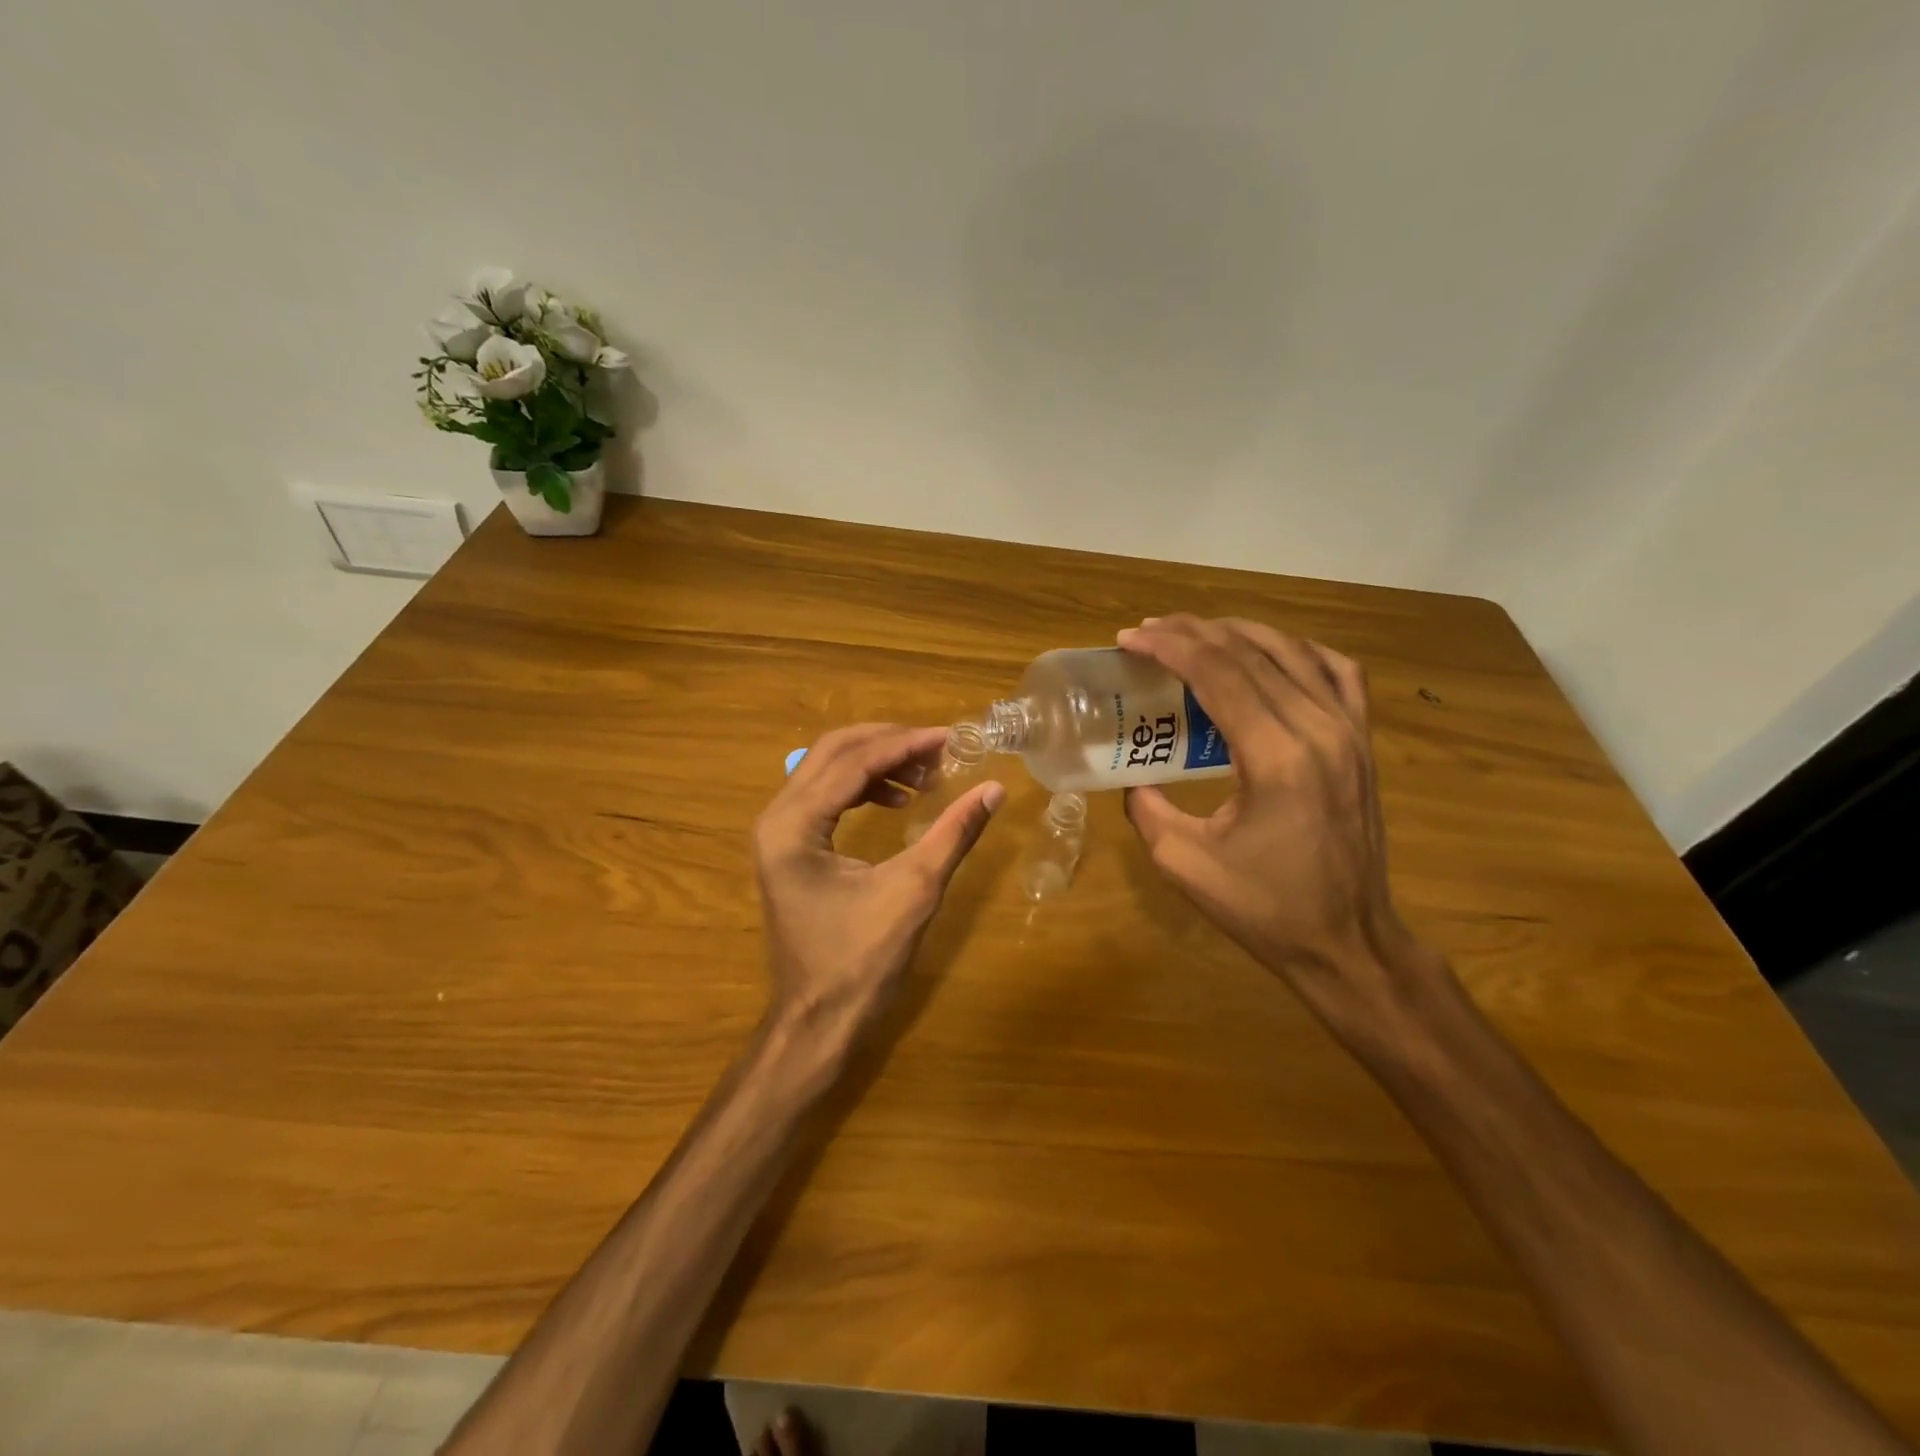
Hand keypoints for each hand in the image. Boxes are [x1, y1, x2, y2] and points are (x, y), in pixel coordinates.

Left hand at [754, 724, 1003, 1049]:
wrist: (818, 1021)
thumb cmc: (861, 962)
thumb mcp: (914, 891)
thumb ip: (953, 833)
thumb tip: (994, 789)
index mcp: (793, 826)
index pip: (853, 762)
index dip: (906, 745)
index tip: (951, 737)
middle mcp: (775, 818)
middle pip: (834, 752)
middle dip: (889, 744)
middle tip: (939, 749)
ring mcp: (778, 833)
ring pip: (829, 770)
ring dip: (879, 764)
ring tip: (927, 777)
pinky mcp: (789, 848)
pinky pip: (827, 797)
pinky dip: (865, 788)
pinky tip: (900, 802)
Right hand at [1117, 616, 1439, 1038]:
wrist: (1348, 942)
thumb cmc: (1265, 908)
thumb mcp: (1183, 863)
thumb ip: (1147, 809)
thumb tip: (1133, 777)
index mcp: (1276, 758)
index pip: (1218, 673)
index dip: (1169, 646)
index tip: (1129, 638)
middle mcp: (1319, 729)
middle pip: (1250, 652)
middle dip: (1192, 632)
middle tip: (1149, 632)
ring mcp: (1349, 731)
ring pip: (1292, 650)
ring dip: (1238, 633)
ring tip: (1195, 634)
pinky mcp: (1363, 741)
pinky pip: (1337, 672)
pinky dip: (1297, 650)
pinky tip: (1271, 654)